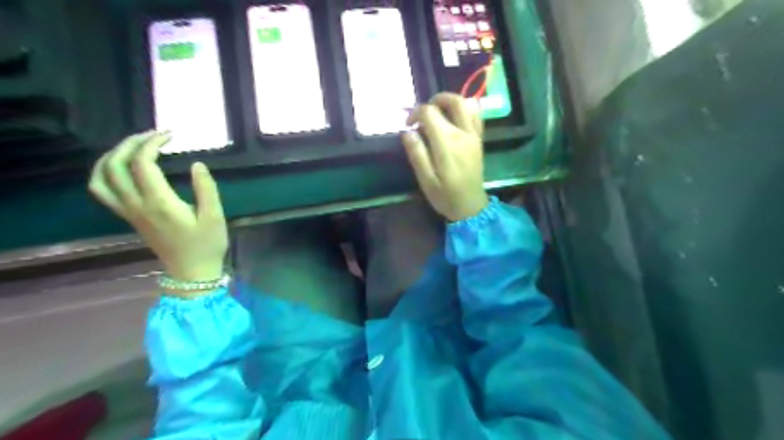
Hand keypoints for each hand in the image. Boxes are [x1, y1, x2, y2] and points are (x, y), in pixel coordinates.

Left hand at [90, 129, 229, 285]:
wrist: (192, 271)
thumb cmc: (207, 244)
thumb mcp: (215, 217)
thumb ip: (207, 189)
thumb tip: (197, 164)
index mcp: (160, 203)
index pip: (142, 163)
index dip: (152, 143)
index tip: (170, 135)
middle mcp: (137, 205)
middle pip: (116, 165)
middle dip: (131, 143)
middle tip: (153, 135)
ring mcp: (129, 212)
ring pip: (102, 177)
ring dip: (112, 155)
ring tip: (133, 146)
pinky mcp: (129, 217)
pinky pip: (102, 191)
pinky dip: (104, 173)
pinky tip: (120, 167)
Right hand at [401, 92, 487, 220]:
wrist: (471, 207)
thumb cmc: (445, 196)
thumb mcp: (426, 180)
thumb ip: (416, 154)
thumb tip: (407, 132)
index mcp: (447, 143)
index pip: (430, 112)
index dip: (415, 113)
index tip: (408, 125)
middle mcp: (463, 134)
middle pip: (452, 101)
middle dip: (434, 101)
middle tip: (422, 113)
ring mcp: (474, 135)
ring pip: (467, 104)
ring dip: (450, 102)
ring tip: (438, 112)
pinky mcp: (479, 140)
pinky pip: (476, 115)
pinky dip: (465, 109)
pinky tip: (454, 118)